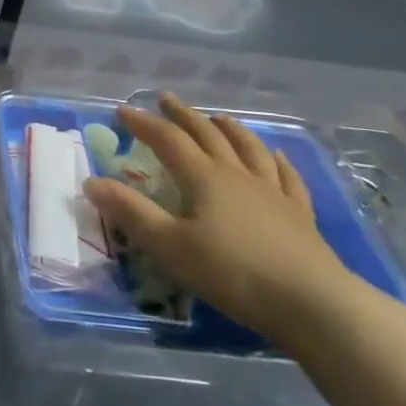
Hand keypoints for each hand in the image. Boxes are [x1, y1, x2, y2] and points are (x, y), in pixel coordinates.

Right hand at [82, 94, 355, 342]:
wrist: (314, 305)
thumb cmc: (233, 273)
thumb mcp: (170, 246)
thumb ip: (130, 212)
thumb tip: (91, 182)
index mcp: (204, 178)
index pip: (168, 140)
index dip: (143, 123)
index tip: (122, 110)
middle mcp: (237, 175)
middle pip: (207, 135)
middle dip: (184, 115)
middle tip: (167, 99)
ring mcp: (273, 192)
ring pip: (248, 148)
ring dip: (229, 129)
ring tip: (218, 117)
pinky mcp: (300, 215)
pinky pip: (287, 177)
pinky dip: (277, 160)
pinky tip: (275, 155)